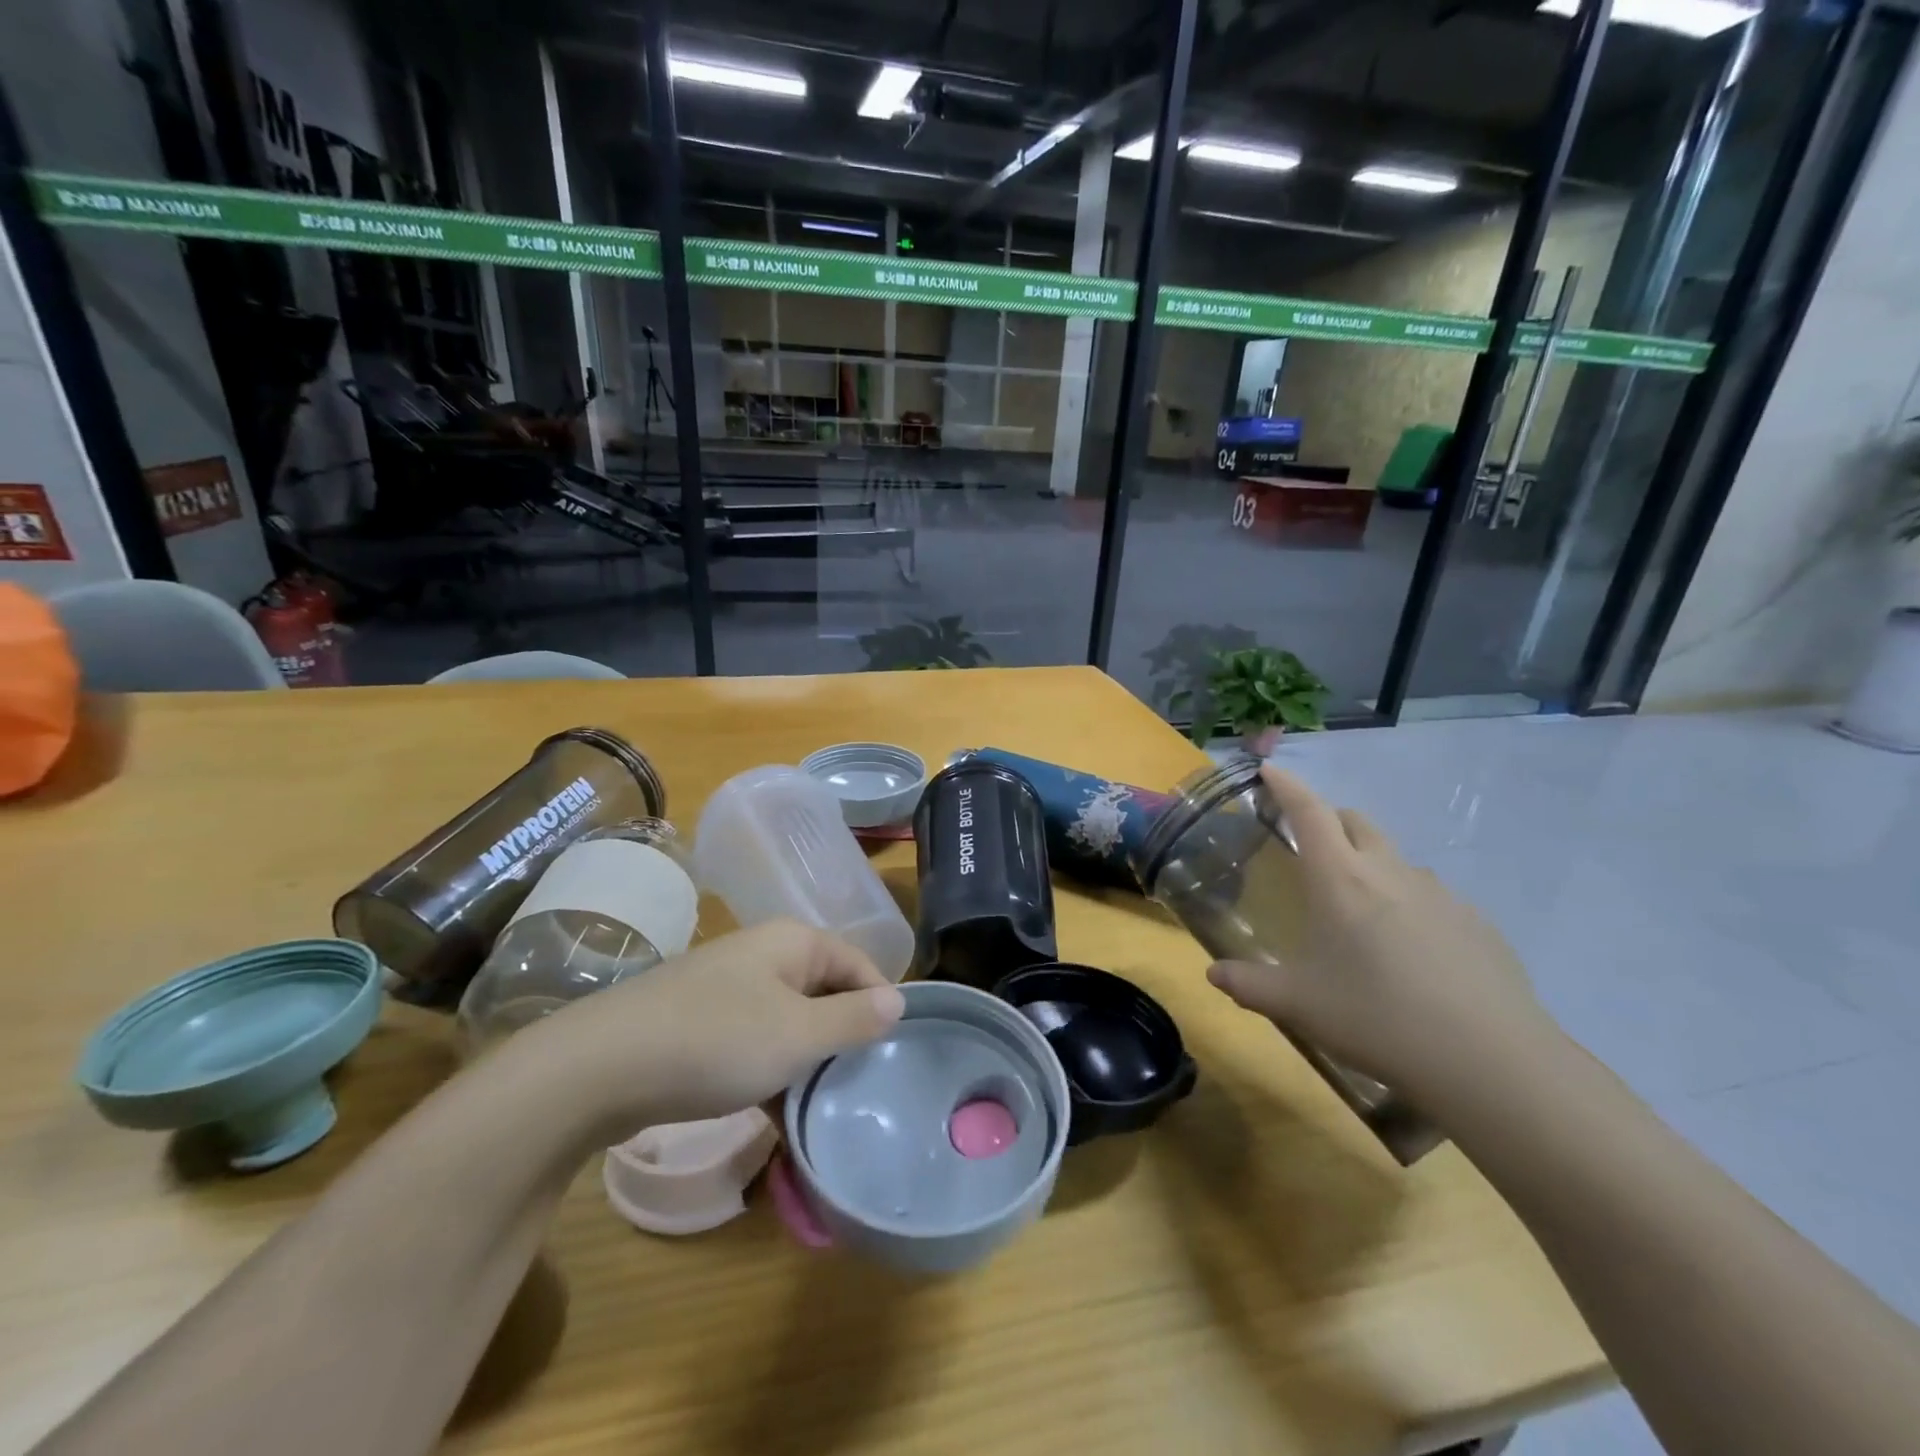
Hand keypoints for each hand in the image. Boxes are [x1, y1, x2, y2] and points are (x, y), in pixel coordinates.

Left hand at [519, 920, 904, 1137]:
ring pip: (788, 1022)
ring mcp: (727, 988)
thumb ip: (853, 1019)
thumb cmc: (716, 1042)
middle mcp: (763, 955)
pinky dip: (768, 1073)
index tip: (891, 1057)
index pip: (858, 964)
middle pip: (824, 992)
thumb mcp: (798, 1035)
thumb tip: (898, 1001)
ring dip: (805, 1064)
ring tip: (819, 1112)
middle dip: (841, 1040)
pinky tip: (772, 1116)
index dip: (880, 1006)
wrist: (598, 1068)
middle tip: (858, 1090)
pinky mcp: (698, 1023)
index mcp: (793, 943)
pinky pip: (752, 1042)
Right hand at [1205, 766, 1558, 1110]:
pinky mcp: (1477, 923)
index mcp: (1340, 879)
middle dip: (1328, 819)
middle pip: (1356, 822)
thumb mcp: (1298, 1004)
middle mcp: (1390, 872)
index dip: (1287, 786)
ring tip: (1360, 910)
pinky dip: (1409, 903)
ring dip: (1371, 864)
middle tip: (1309, 846)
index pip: (1308, 812)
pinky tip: (1411, 952)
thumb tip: (1213, 975)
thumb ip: (1249, 985)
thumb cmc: (1376, 1018)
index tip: (1270, 769)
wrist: (1490, 1061)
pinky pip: (1432, 896)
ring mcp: (1440, 895)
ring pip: (1396, 859)